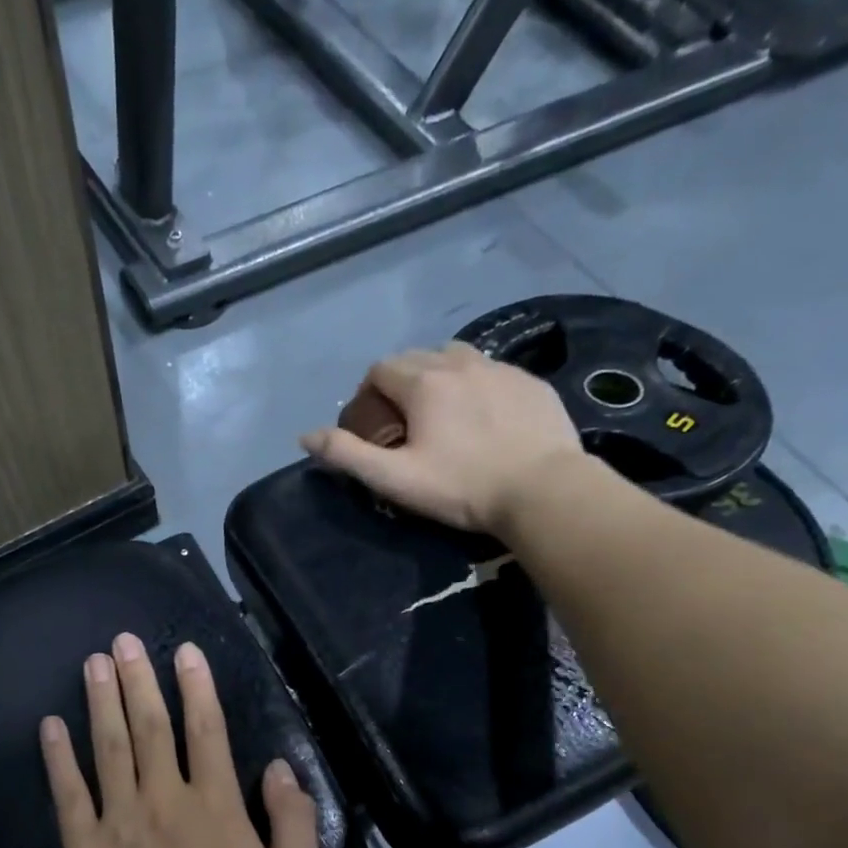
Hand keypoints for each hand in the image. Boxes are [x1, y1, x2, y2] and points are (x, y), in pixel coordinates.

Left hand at [40, 633, 324, 847]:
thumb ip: (294, 822)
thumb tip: (280, 768)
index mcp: (216, 807)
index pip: (207, 732)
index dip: (197, 687)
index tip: (184, 652)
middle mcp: (165, 801)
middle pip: (151, 728)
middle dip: (139, 680)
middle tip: (125, 641)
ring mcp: (118, 824)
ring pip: (109, 749)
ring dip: (101, 702)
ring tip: (94, 663)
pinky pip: (67, 795)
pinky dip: (58, 759)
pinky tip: (51, 727)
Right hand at [300, 342, 586, 534]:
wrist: (542, 491)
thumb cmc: (462, 487)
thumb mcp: (395, 479)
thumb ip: (347, 454)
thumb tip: (304, 436)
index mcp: (423, 382)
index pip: (380, 369)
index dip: (368, 393)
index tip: (374, 424)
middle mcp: (460, 363)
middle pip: (417, 356)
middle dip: (402, 381)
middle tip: (406, 422)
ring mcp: (501, 368)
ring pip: (458, 358)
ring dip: (441, 377)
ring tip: (446, 415)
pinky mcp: (532, 382)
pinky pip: (493, 372)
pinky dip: (478, 386)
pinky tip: (486, 420)